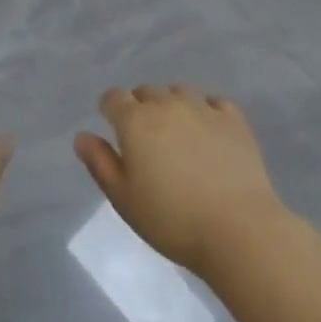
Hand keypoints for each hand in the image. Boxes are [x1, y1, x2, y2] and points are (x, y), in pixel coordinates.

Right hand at [75, 84, 287, 276]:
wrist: (238, 230)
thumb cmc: (172, 220)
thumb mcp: (124, 199)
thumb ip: (99, 163)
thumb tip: (82, 136)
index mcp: (135, 120)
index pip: (112, 98)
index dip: (109, 109)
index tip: (112, 127)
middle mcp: (166, 104)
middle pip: (145, 91)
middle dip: (140, 108)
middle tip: (146, 140)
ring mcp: (202, 108)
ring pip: (178, 92)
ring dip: (172, 105)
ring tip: (178, 134)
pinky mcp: (233, 120)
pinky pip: (214, 102)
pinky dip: (207, 110)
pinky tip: (209, 131)